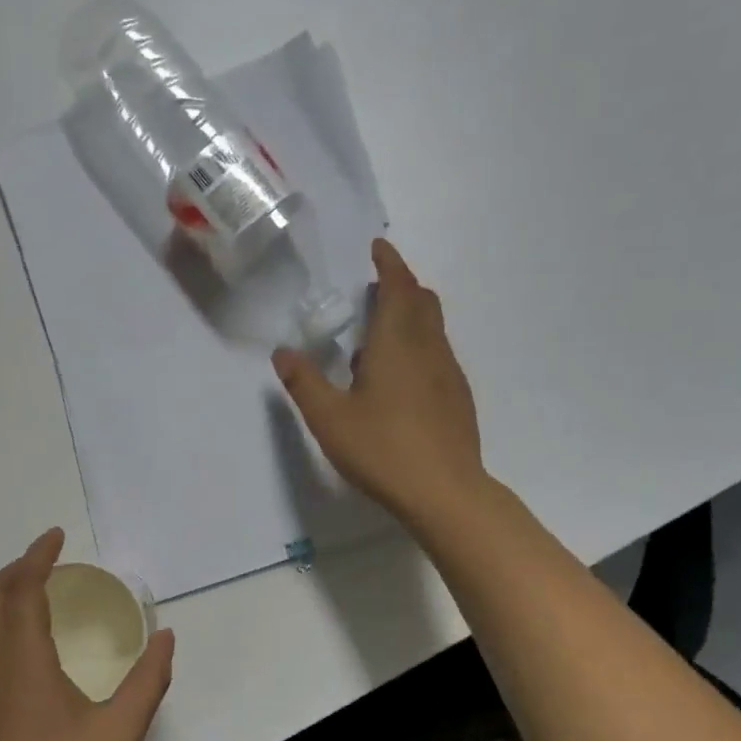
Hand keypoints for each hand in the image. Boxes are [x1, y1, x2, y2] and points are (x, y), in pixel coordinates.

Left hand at [0, 528, 175, 740]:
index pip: (21, 590)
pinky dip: (5, 624)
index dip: (37, 557)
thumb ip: (148, 680)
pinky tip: (37, 648)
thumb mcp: (121, 730)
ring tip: (45, 595)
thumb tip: (165, 638)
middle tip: (51, 561)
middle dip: (16, 569)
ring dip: (7, 596)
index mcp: (22, 662)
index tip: (56, 537)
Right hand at [273, 239, 485, 525]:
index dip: (389, 264)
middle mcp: (429, 349)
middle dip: (401, 285)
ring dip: (410, 317)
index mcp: (396, 343)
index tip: (378, 249)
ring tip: (379, 336)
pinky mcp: (457, 398)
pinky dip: (418, 347)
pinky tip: (398, 380)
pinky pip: (437, 355)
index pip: (398, 287)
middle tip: (375, 288)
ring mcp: (448, 374)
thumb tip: (283, 353)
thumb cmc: (382, 450)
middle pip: (422, 301)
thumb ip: (304, 383)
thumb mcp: (329, 419)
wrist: (444, 492)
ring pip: (432, 329)